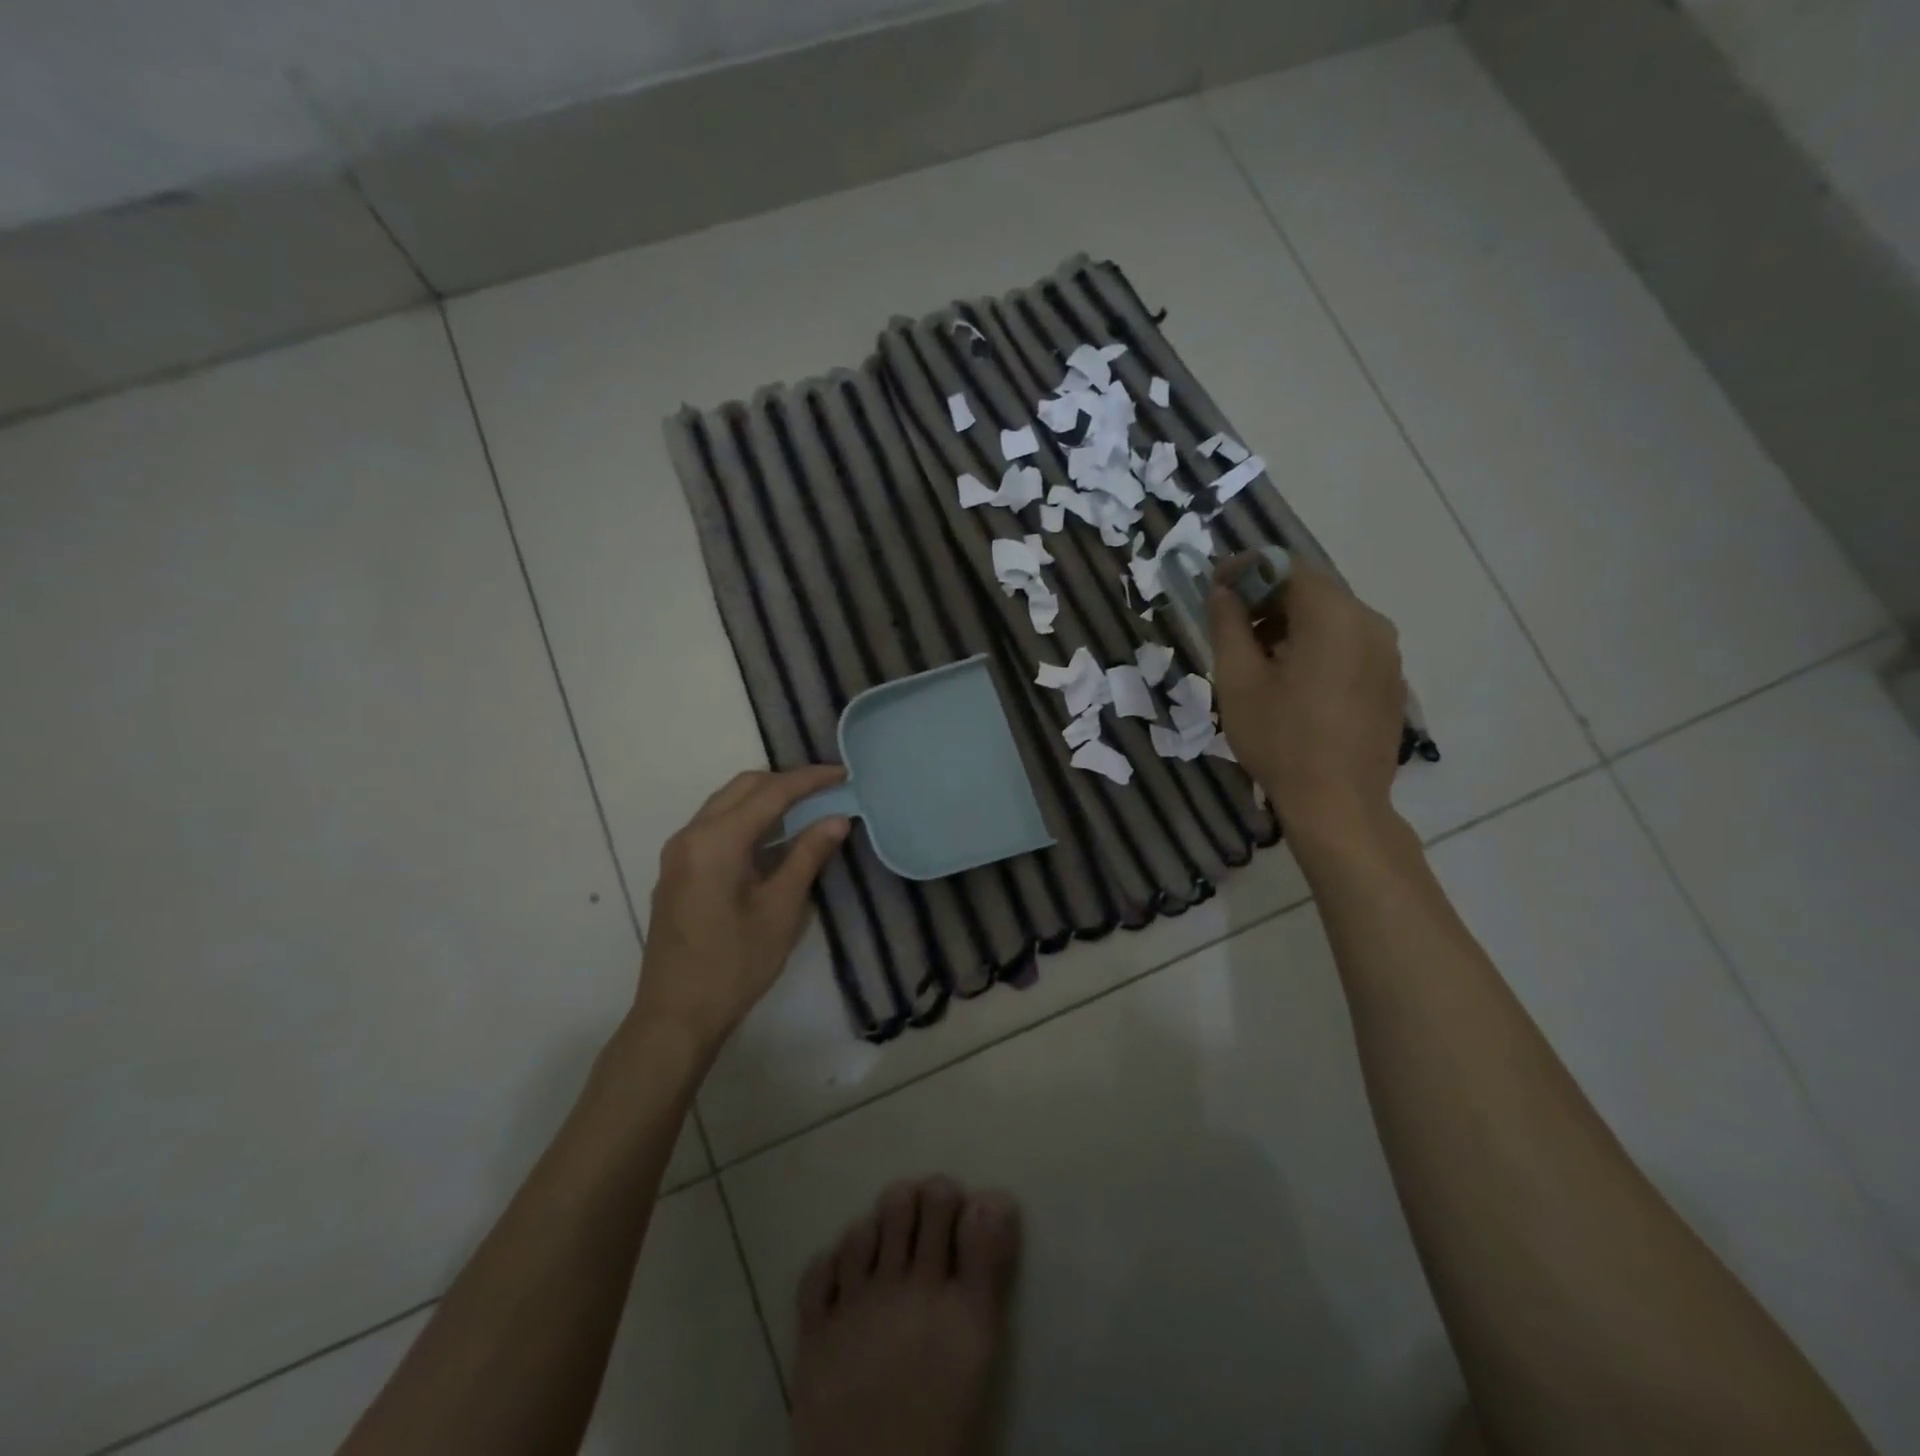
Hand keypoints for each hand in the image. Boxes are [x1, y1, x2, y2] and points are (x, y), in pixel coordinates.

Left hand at [631, 766, 850, 1055]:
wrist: (675, 1015)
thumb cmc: (734, 964)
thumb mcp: (781, 910)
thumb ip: (808, 856)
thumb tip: (836, 818)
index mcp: (717, 841)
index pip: (771, 792)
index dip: (810, 780)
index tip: (844, 773)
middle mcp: (691, 835)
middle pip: (743, 788)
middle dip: (787, 782)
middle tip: (827, 788)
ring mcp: (679, 852)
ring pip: (726, 804)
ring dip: (766, 798)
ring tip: (807, 807)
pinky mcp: (677, 870)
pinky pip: (715, 825)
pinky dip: (747, 818)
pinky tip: (773, 836)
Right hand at [1209, 559, 1405, 843]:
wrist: (1338, 803)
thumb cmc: (1280, 739)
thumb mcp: (1238, 680)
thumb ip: (1228, 625)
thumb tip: (1222, 590)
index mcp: (1333, 616)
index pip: (1288, 566)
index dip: (1247, 568)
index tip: (1215, 584)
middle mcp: (1370, 623)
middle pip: (1313, 590)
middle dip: (1267, 597)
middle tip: (1230, 623)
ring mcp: (1387, 653)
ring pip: (1332, 618)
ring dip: (1290, 624)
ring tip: (1255, 656)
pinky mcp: (1390, 680)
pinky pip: (1349, 644)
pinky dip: (1315, 646)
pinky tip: (1290, 680)